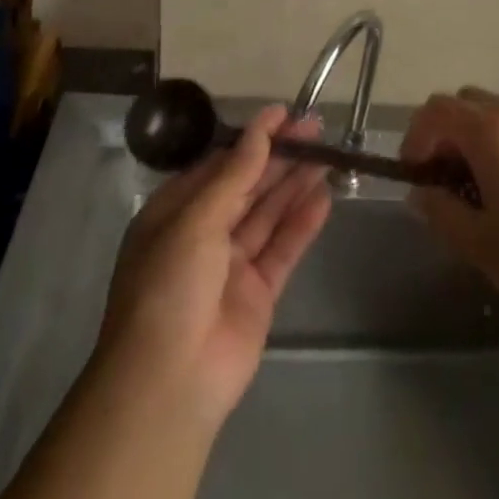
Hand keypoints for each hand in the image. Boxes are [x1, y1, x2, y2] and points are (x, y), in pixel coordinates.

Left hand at [96, 105, 330, 425]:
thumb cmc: (169, 287)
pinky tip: (325, 196)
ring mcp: (232, 264)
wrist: (169, 384)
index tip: (284, 114)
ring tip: (328, 154)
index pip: (220, 165)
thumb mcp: (195, 220)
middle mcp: (203, 233)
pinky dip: (303, 223)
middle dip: (280, 157)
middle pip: (248, 185)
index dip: (252, 139)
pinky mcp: (259, 292)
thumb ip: (235, 175)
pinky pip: (283, 248)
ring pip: (269, 213)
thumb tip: (261, 129)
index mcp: (175, 212)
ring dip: (296, 184)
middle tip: (316, 129)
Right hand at [400, 88, 498, 324]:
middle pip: (467, 103)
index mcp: (494, 134)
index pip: (438, 110)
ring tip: (473, 192)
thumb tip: (421, 191)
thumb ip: (440, 210)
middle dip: (444, 134)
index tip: (413, 173)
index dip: (416, 136)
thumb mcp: (478, 244)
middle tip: (439, 180)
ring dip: (473, 141)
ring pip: (495, 116)